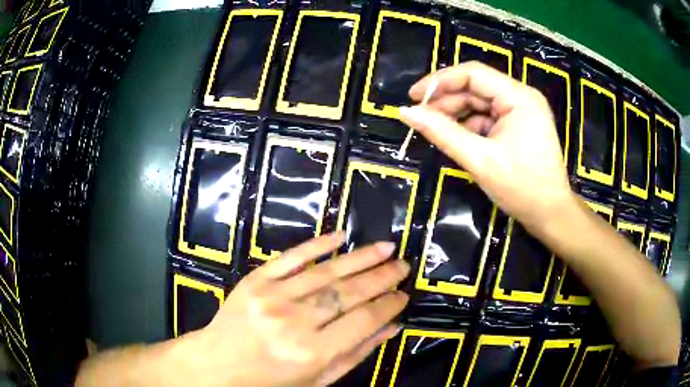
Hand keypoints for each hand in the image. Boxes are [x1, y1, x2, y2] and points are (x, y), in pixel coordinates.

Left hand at [181, 233, 409, 386]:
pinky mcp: (255, 280)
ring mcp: (272, 296)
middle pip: (349, 292)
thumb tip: (391, 327)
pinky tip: (341, 236)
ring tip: (386, 247)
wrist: (218, 365)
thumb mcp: (318, 380)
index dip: (389, 304)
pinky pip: (291, 256)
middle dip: (382, 277)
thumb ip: (356, 354)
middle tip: (402, 265)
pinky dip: (317, 244)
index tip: (404, 294)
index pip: (364, 320)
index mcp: (312, 353)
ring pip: (326, 271)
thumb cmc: (270, 380)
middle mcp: (294, 322)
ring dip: (361, 257)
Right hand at [399, 62, 574, 230]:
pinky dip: (470, 127)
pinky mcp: (519, 126)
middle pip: (476, 87)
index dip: (439, 81)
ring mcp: (522, 112)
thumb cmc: (522, 189)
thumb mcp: (480, 160)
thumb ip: (442, 133)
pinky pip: (488, 118)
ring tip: (435, 130)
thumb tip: (406, 113)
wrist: (550, 215)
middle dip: (447, 101)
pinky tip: (457, 140)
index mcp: (518, 97)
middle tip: (420, 118)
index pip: (473, 74)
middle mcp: (521, 97)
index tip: (413, 96)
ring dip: (457, 115)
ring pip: (481, 103)